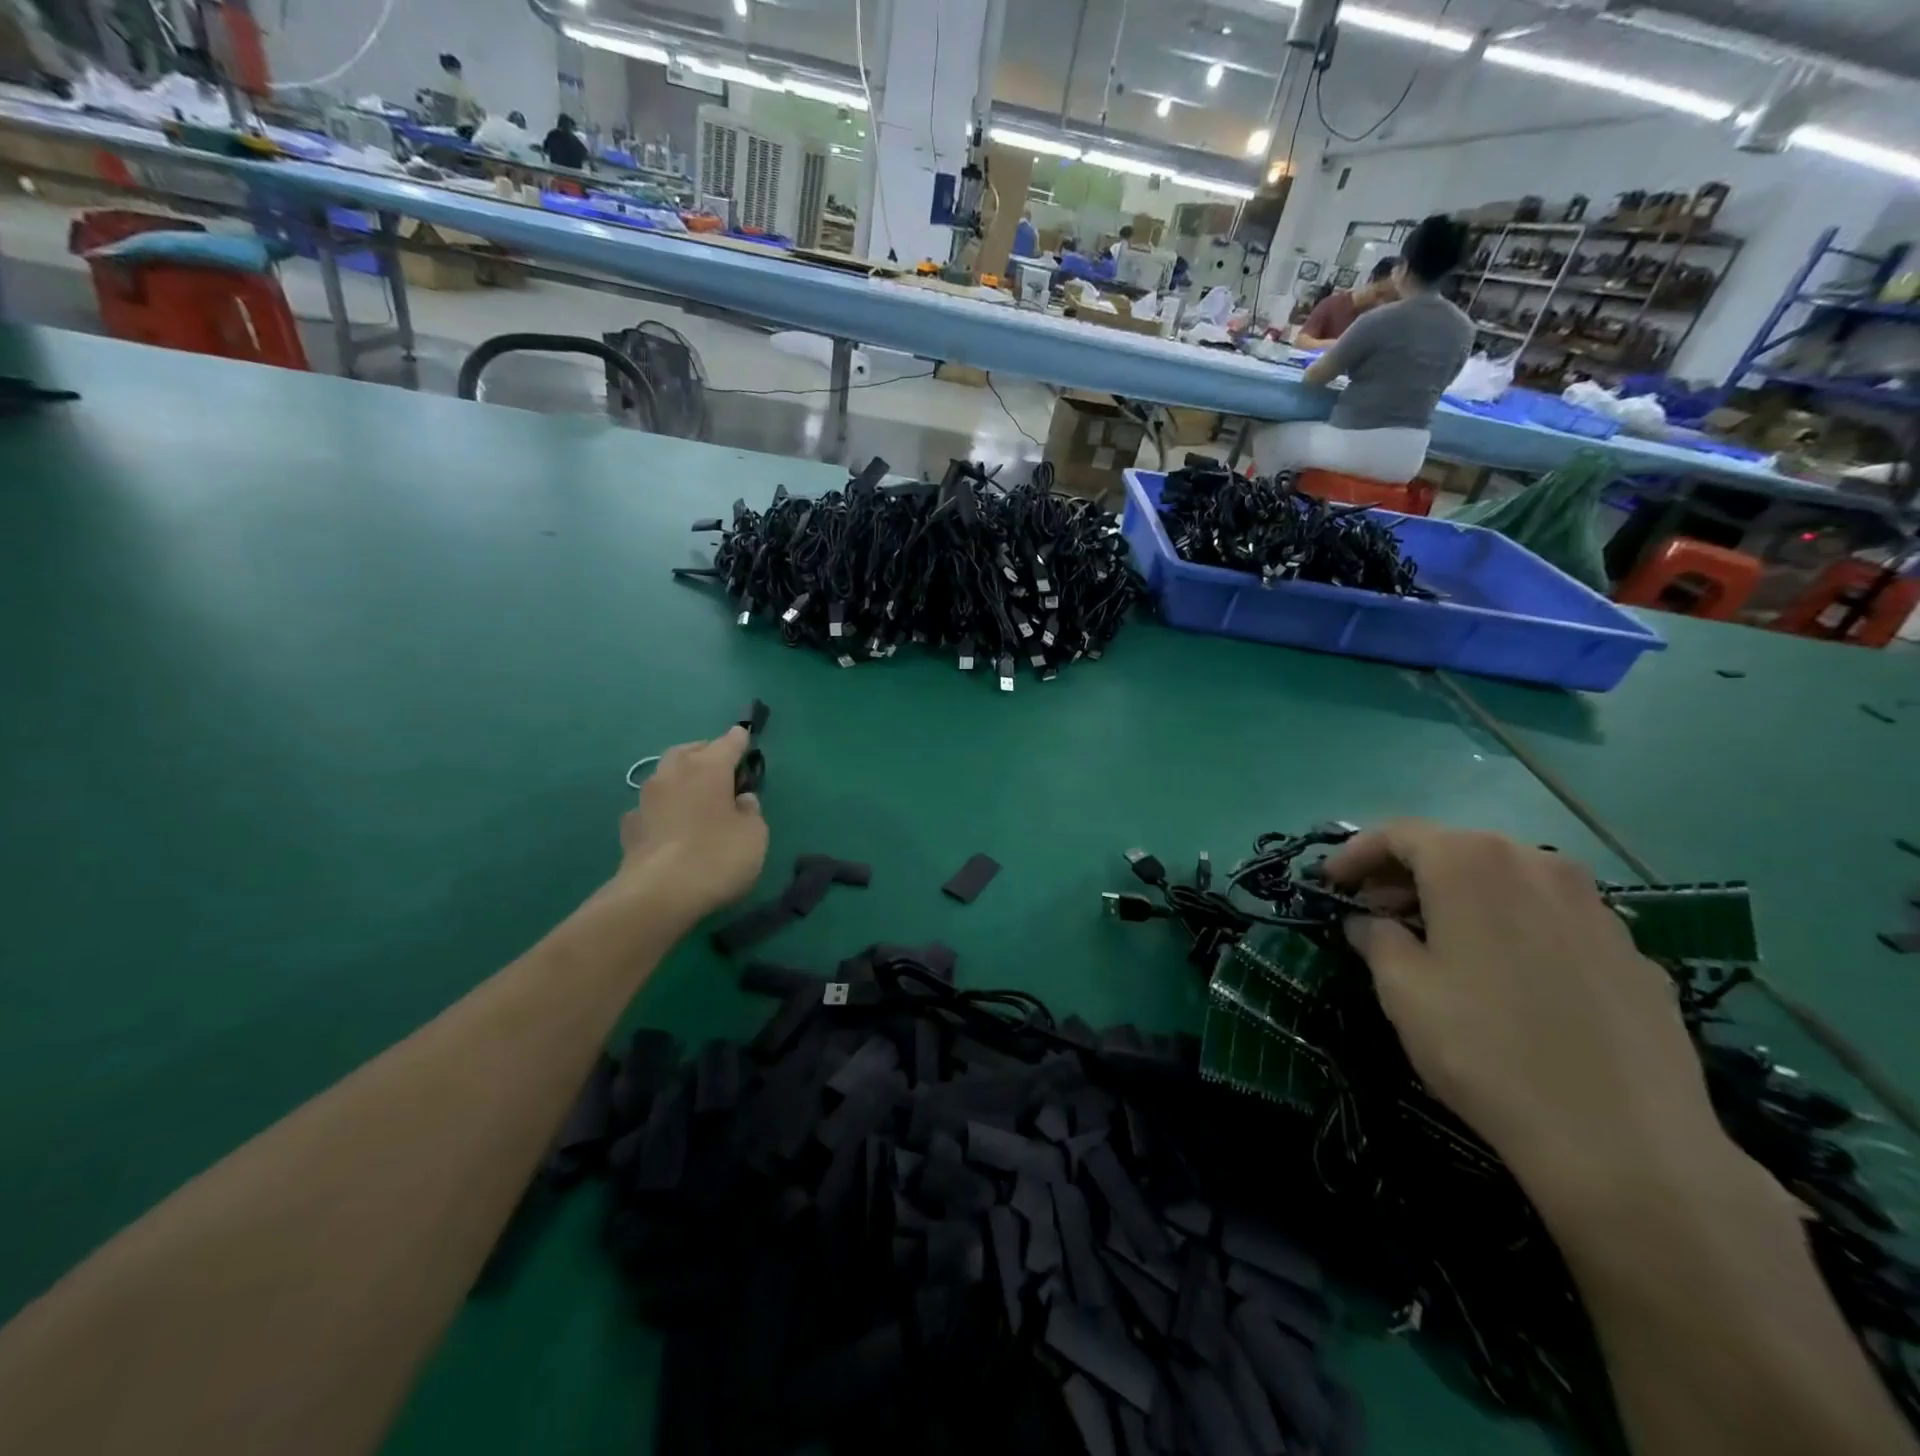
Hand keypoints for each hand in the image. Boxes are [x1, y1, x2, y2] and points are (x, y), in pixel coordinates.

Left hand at [615, 727, 767, 925]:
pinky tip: (668, 823)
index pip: (728, 743)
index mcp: (708, 768)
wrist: (657, 895)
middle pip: (690, 751)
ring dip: (681, 778)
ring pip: (666, 774)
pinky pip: (651, 806)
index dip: (739, 740)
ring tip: (695, 794)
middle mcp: (674, 773)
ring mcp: (646, 798)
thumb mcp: (754, 836)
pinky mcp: (629, 825)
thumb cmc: (717, 857)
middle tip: (720, 766)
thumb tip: (741, 800)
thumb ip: (751, 812)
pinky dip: (662, 808)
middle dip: (705, 753)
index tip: (744, 736)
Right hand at [1324, 821, 1749, 1221]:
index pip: (1399, 834)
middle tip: (1376, 912)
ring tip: (1437, 941)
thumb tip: (1369, 923)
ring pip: (1508, 879)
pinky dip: (1513, 926)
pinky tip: (1505, 976)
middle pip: (1457, 849)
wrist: (1626, 1143)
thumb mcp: (1401, 989)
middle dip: (1407, 874)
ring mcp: (1595, 907)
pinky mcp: (1633, 951)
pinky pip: (1553, 918)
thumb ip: (1375, 938)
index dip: (1356, 854)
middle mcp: (1538, 865)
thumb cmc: (1485, 1049)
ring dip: (1461, 897)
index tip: (1331, 884)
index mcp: (1472, 864)